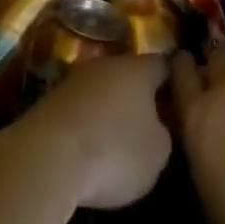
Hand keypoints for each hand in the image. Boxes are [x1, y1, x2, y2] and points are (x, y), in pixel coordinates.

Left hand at [5, 55, 172, 210]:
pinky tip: (86, 149)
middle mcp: (106, 64)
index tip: (180, 99)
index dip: (174, 82)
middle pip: (130, 75)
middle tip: (150, 122)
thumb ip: (164, 134)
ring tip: (116, 139)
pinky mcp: (48, 101)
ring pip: (101, 91)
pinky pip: (78, 109)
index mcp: (139, 69)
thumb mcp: (157, 153)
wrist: (44, 158)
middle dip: (139, 96)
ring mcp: (74, 80)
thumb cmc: (112, 151)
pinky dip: (85, 125)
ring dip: (109, 110)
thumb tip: (155, 127)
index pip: (164, 65)